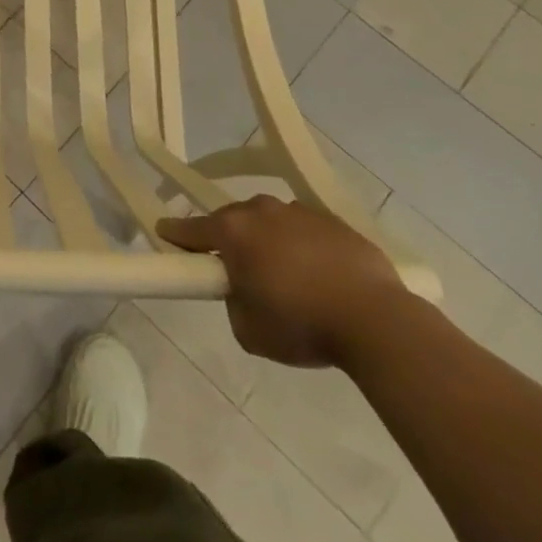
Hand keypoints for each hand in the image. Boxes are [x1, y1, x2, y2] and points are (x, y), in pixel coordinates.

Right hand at [158, 196, 405, 366]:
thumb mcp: (248, 330)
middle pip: (233, 221)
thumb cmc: (302, 324)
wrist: (377, 320)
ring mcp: (300, 212)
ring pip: (271, 222)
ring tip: (286, 276)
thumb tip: (242, 291)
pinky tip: (318, 275)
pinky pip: (305, 230)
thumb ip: (233, 303)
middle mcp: (261, 211)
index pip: (191, 229)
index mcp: (233, 232)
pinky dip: (303, 246)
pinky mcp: (334, 221)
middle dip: (230, 241)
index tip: (164, 234)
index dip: (175, 234)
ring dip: (269, 241)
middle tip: (237, 271)